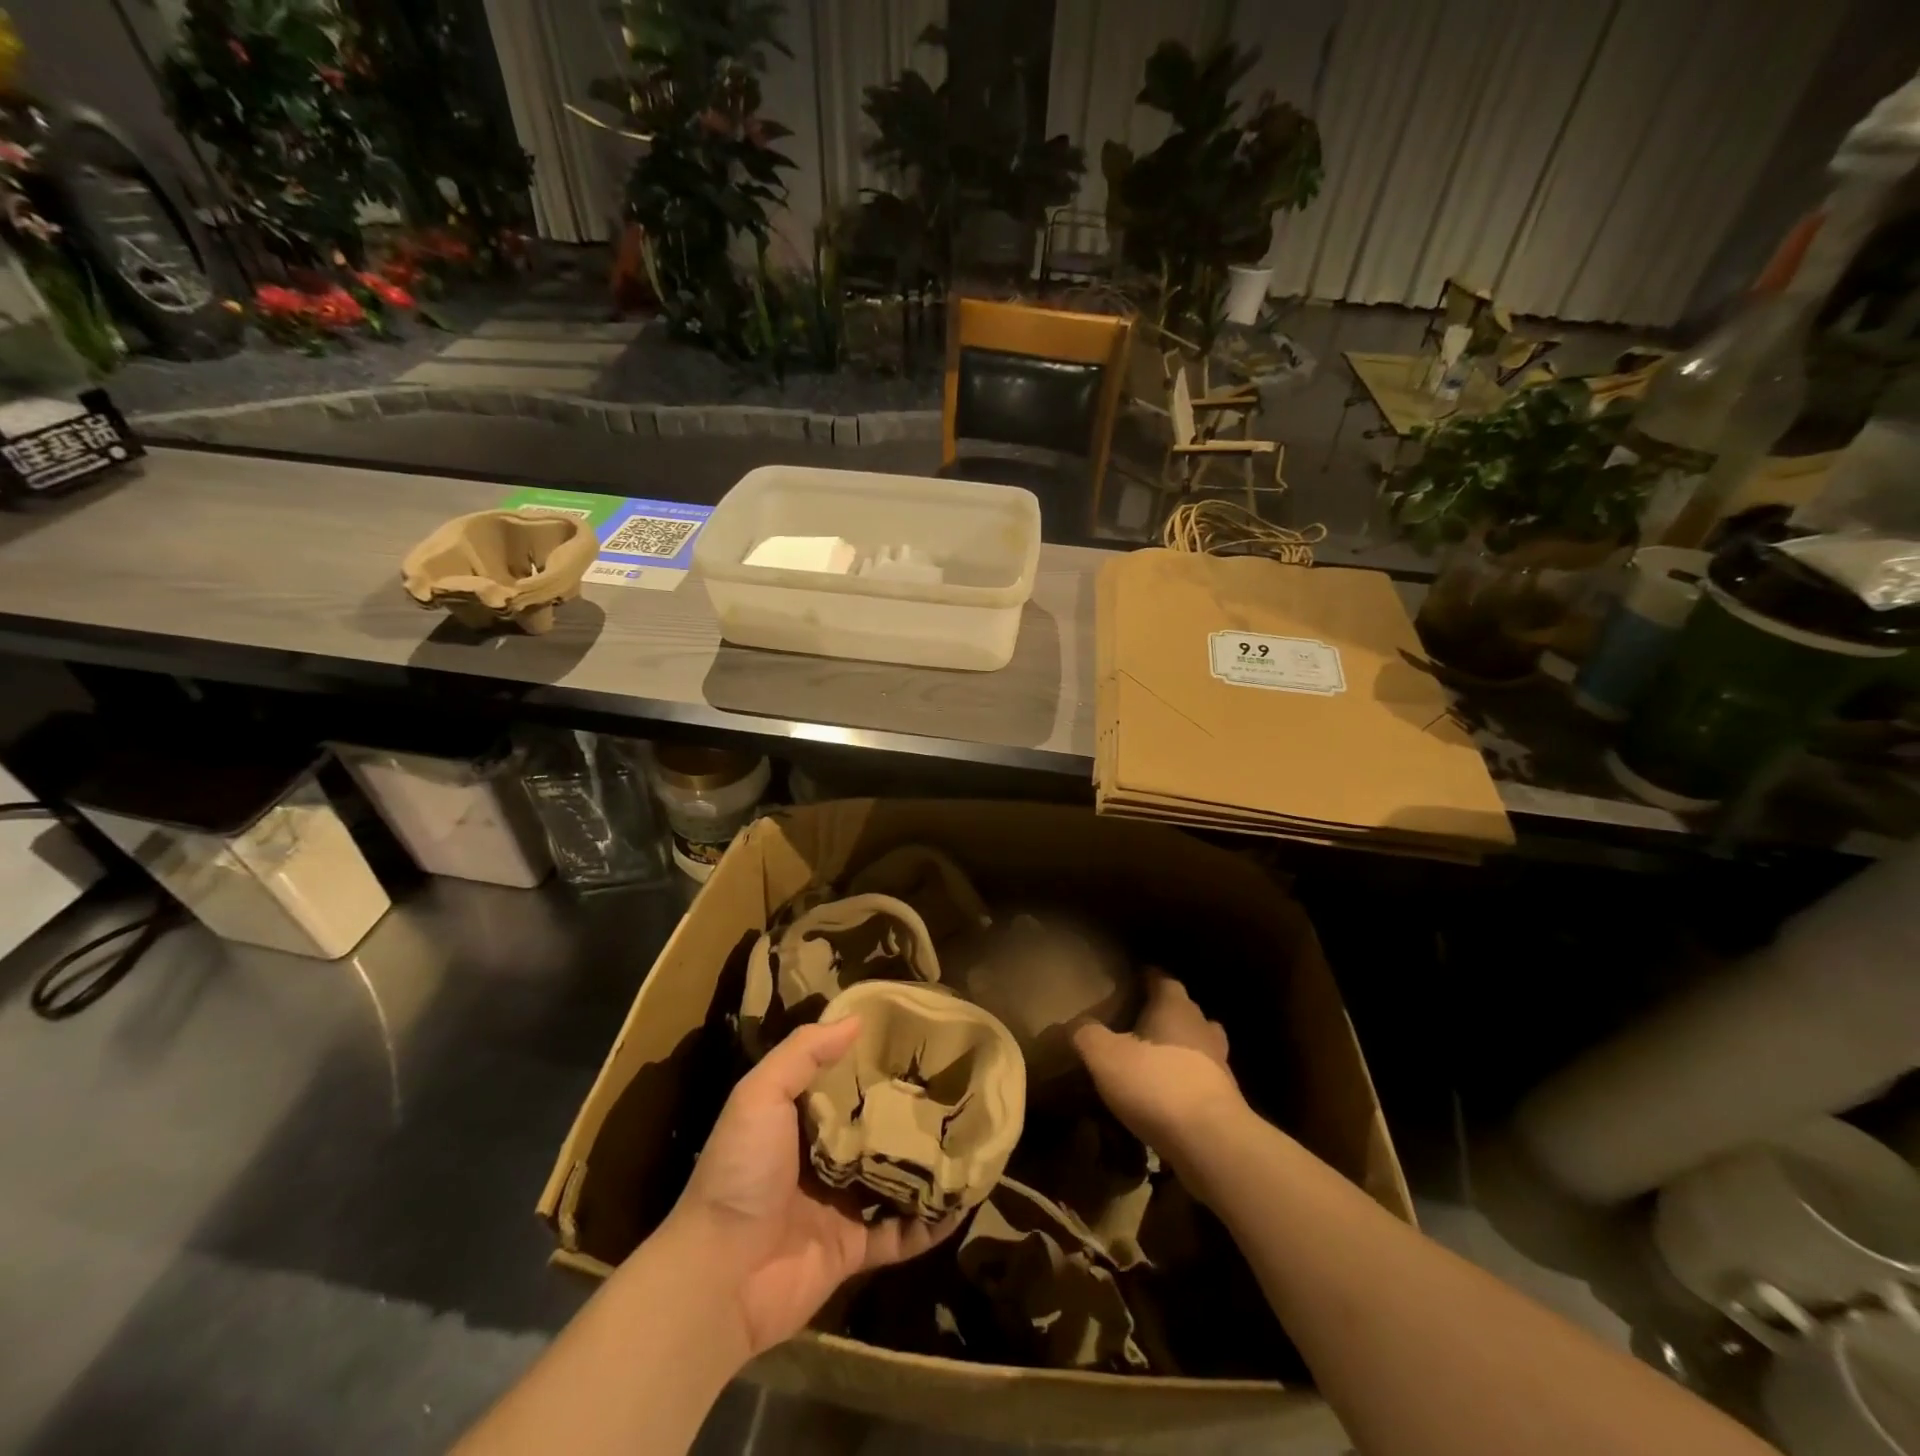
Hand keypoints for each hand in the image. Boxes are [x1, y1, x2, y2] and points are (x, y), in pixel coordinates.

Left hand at [669, 1018, 959, 1358]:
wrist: (719, 1276)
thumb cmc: (740, 1171)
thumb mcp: (760, 1095)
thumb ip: (803, 1054)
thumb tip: (856, 1020)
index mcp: (797, 1120)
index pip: (843, 1082)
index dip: (874, 1060)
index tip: (915, 1039)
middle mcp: (820, 1158)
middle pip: (873, 1127)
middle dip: (907, 1111)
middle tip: (954, 1085)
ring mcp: (838, 1205)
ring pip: (893, 1178)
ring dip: (925, 1165)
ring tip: (969, 1138)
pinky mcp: (852, 1250)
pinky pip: (900, 1234)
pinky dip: (929, 1225)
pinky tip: (963, 1203)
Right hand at [1073, 969, 1247, 1178]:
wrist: (1212, 1142)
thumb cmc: (1156, 1084)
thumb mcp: (1105, 1056)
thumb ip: (1086, 1035)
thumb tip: (1074, 1025)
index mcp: (1174, 1007)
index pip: (1162, 979)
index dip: (1147, 977)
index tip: (1132, 979)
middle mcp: (1201, 1027)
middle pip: (1184, 1010)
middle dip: (1164, 1012)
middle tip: (1138, 1021)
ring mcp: (1219, 1063)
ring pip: (1199, 1044)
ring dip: (1179, 1047)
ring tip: (1154, 1058)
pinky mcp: (1226, 1099)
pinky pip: (1202, 1078)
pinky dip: (1186, 1080)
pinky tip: (1167, 1095)